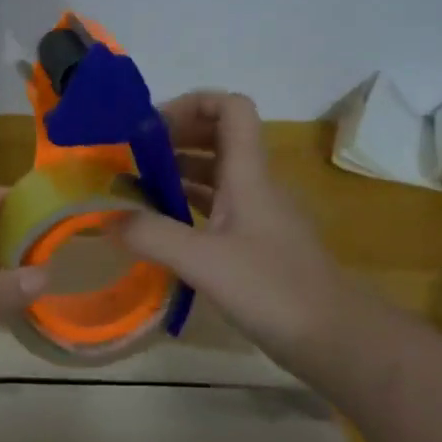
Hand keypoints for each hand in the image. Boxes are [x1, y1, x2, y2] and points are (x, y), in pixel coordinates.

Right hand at [121, 92, 351, 372]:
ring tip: (133, 191)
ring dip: (177, 174)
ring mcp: (258, 216)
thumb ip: (153, 235)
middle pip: (218, 139)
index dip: (191, 104)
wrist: (334, 337)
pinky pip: (217, 210)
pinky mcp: (257, 246)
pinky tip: (161, 229)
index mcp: (249, 174)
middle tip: (129, 158)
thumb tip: (107, 217)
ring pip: (216, 176)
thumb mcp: (204, 261)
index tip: (147, 127)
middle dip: (173, 140)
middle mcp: (255, 186)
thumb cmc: (272, 289)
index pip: (230, 108)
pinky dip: (187, 208)